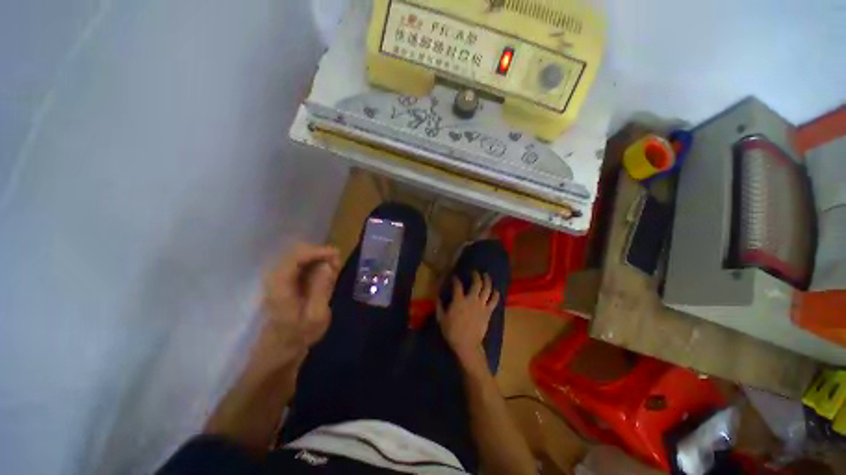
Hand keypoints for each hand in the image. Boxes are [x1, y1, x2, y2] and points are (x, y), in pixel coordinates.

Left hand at [258, 243, 340, 365]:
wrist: (281, 347)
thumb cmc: (299, 334)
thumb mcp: (316, 315)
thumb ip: (322, 288)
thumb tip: (329, 264)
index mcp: (280, 284)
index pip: (296, 256)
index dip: (318, 251)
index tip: (337, 255)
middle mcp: (276, 276)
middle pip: (298, 251)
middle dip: (320, 253)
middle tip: (338, 264)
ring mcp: (280, 277)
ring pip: (301, 255)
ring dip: (320, 258)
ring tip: (335, 270)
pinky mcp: (286, 279)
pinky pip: (302, 263)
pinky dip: (317, 264)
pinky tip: (327, 274)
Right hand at [437, 271, 499, 366]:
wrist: (467, 345)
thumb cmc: (452, 332)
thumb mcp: (441, 319)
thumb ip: (439, 306)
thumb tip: (438, 296)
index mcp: (459, 301)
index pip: (457, 285)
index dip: (456, 279)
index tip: (454, 278)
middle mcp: (471, 300)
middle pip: (476, 283)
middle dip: (476, 275)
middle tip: (474, 272)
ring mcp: (481, 305)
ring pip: (487, 289)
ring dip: (487, 280)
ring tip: (486, 275)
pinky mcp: (488, 312)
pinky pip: (494, 301)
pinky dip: (496, 294)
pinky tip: (495, 290)